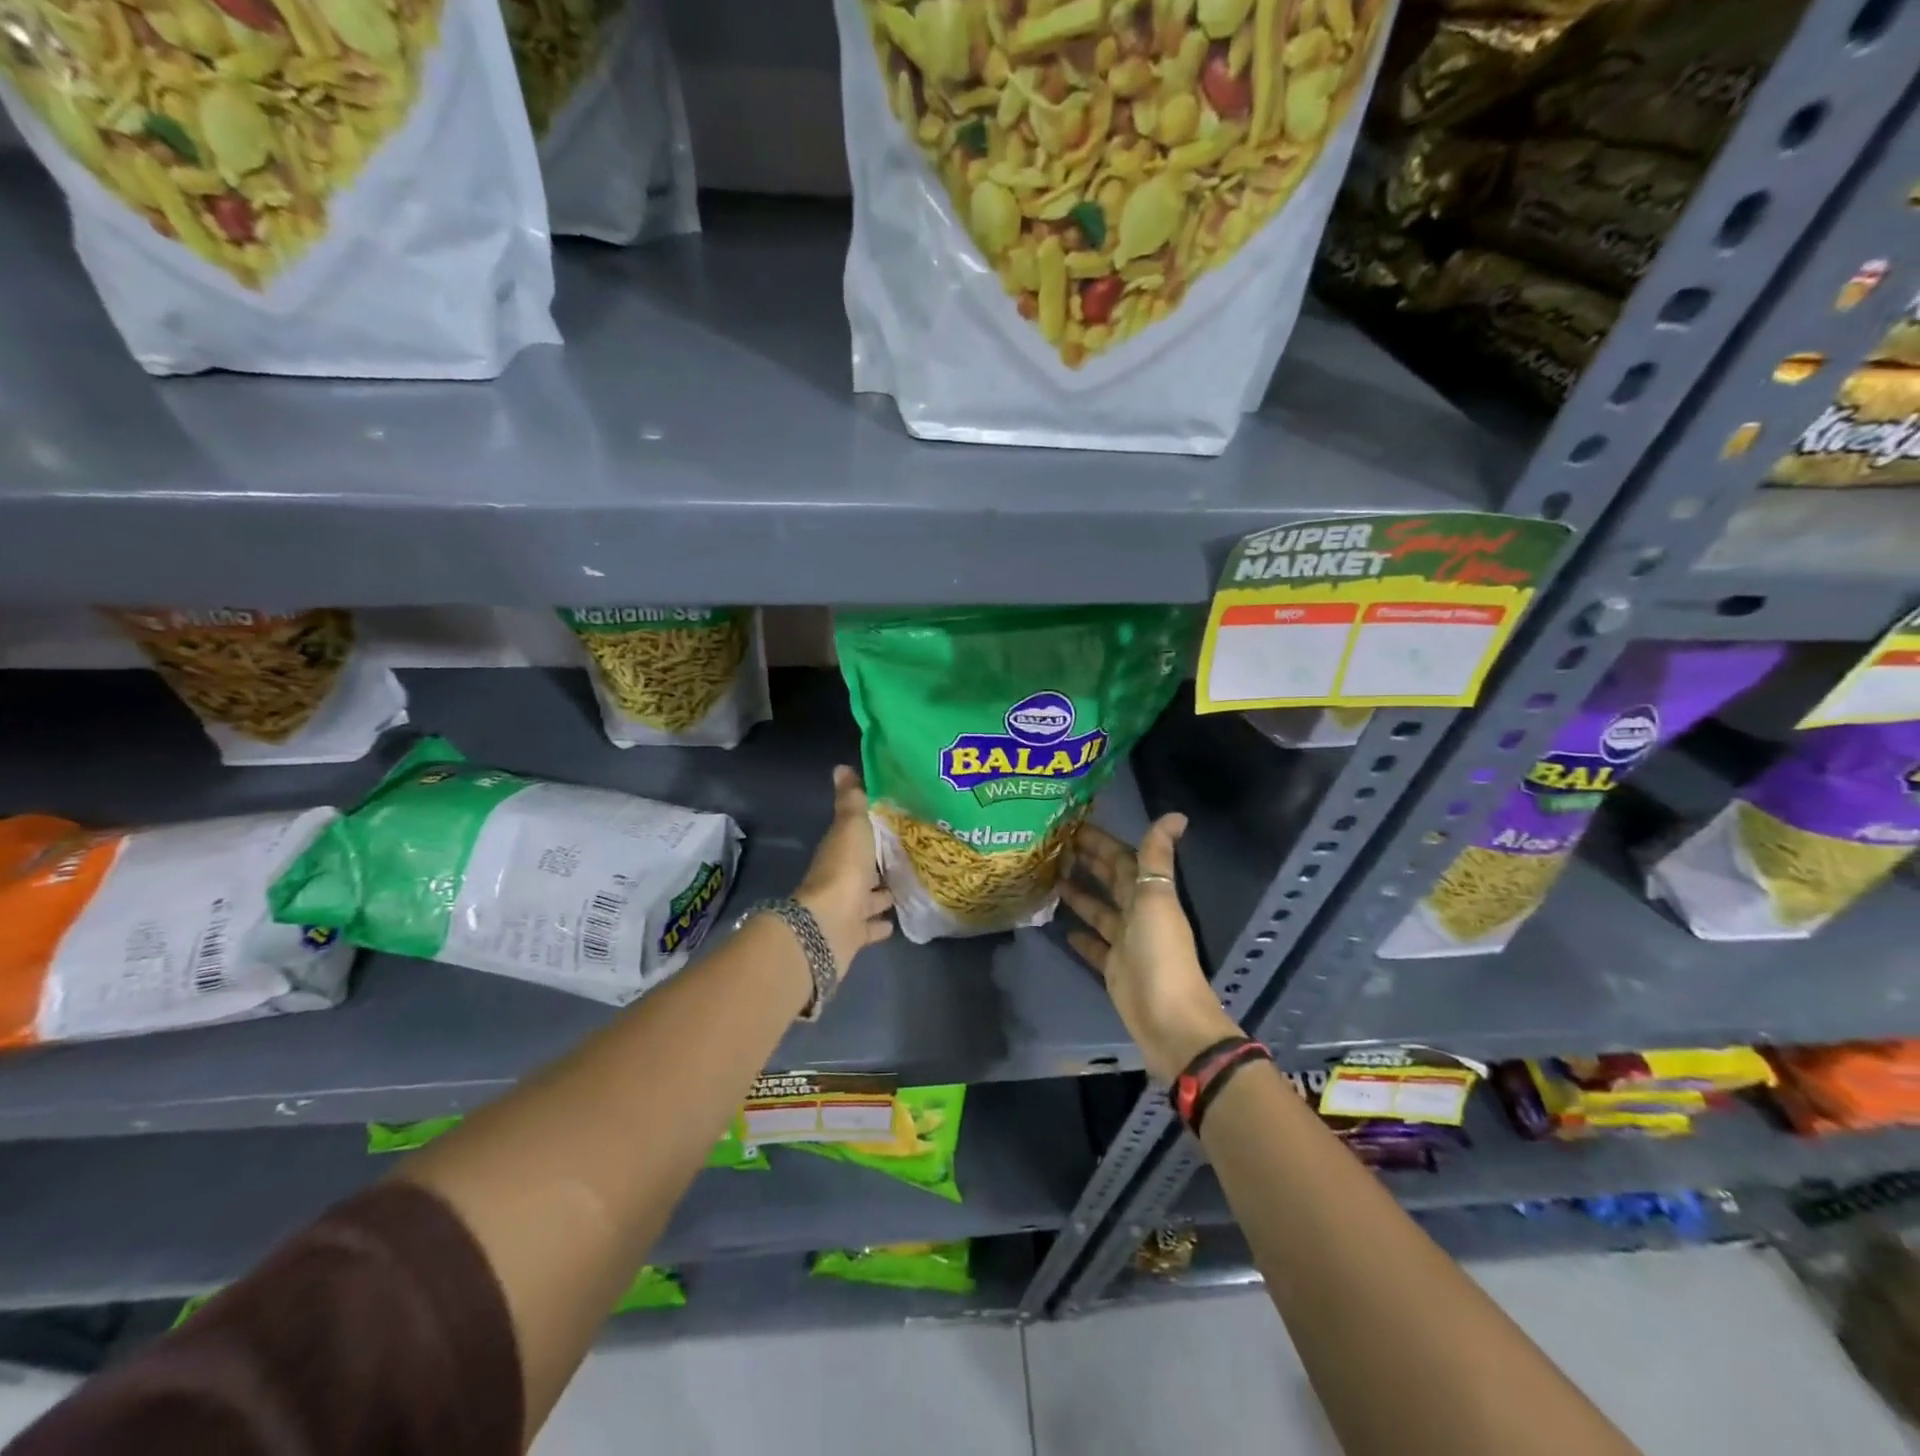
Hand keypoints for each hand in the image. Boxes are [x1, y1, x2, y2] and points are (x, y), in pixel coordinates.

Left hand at [794, 766, 894, 976]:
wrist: (829, 925)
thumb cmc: (843, 869)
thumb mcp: (851, 826)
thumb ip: (851, 800)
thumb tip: (840, 767)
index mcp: (839, 849)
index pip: (857, 835)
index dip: (873, 829)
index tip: (898, 821)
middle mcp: (841, 877)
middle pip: (864, 867)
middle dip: (882, 862)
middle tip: (912, 853)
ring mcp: (847, 908)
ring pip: (869, 897)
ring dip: (884, 892)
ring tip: (912, 883)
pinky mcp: (854, 934)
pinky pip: (871, 926)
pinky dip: (882, 923)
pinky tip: (899, 920)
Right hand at [1059, 815, 1239, 1083]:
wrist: (1168, 1019)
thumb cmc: (1160, 953)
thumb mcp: (1156, 899)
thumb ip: (1157, 858)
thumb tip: (1176, 815)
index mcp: (1150, 894)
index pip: (1124, 859)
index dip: (1101, 841)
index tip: (1071, 825)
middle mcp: (1138, 914)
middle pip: (1111, 881)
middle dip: (1088, 862)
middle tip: (1053, 847)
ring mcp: (1125, 942)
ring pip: (1100, 910)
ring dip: (1080, 894)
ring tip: (1051, 878)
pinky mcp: (1113, 968)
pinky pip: (1095, 946)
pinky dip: (1081, 936)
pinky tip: (1062, 928)